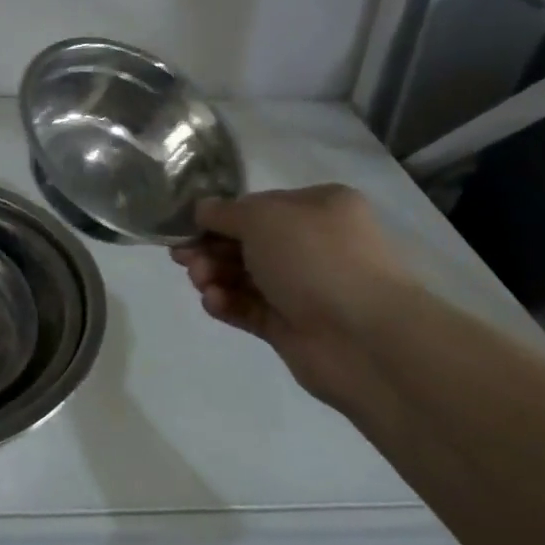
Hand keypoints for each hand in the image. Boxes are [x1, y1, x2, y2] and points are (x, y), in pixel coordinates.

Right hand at [170, 185, 414, 410]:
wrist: (363, 338)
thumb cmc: (315, 259)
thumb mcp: (263, 218)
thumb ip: (225, 213)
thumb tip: (201, 209)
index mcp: (319, 208)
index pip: (259, 206)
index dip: (220, 215)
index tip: (184, 226)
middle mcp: (315, 244)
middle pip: (248, 242)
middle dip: (211, 248)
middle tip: (181, 257)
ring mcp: (305, 288)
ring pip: (245, 276)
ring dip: (215, 275)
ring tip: (200, 281)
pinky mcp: (292, 326)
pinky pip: (250, 308)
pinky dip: (228, 303)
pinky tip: (213, 302)